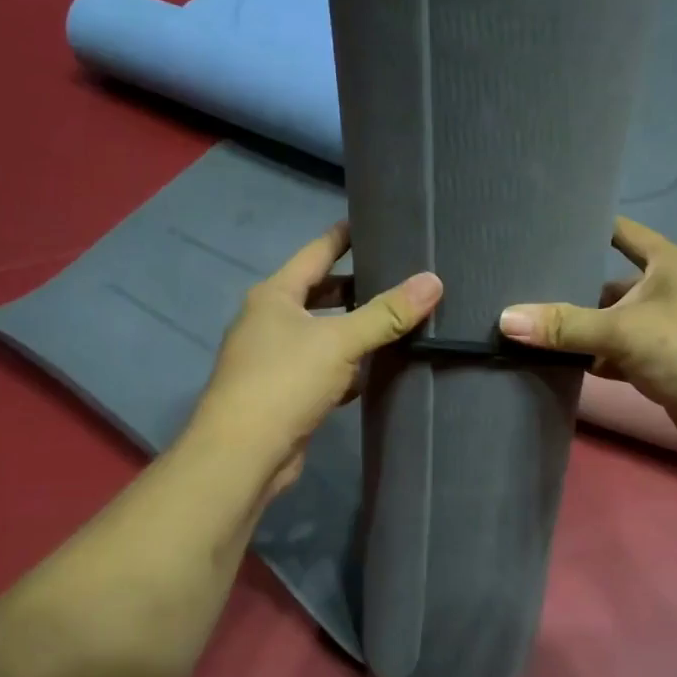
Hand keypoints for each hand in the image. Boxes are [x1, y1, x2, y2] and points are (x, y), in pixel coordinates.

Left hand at [188, 223, 442, 496]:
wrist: (243, 454)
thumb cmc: (285, 381)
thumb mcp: (339, 342)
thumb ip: (386, 313)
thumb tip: (433, 281)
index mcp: (275, 295)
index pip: (316, 252)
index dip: (344, 236)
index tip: (374, 222)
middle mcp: (271, 321)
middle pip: (321, 293)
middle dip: (357, 286)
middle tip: (400, 274)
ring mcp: (276, 359)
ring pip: (324, 333)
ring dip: (355, 329)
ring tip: (399, 318)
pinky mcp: (287, 393)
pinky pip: (324, 369)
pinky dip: (349, 367)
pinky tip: (378, 369)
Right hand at [498, 216, 676, 467]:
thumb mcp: (625, 331)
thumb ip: (566, 326)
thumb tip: (505, 319)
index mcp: (668, 264)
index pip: (622, 232)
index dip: (588, 226)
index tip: (543, 226)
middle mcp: (668, 291)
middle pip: (609, 283)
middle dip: (570, 288)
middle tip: (518, 289)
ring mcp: (666, 330)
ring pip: (612, 323)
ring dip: (580, 330)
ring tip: (528, 327)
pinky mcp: (663, 367)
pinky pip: (619, 355)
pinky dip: (594, 360)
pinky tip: (559, 365)